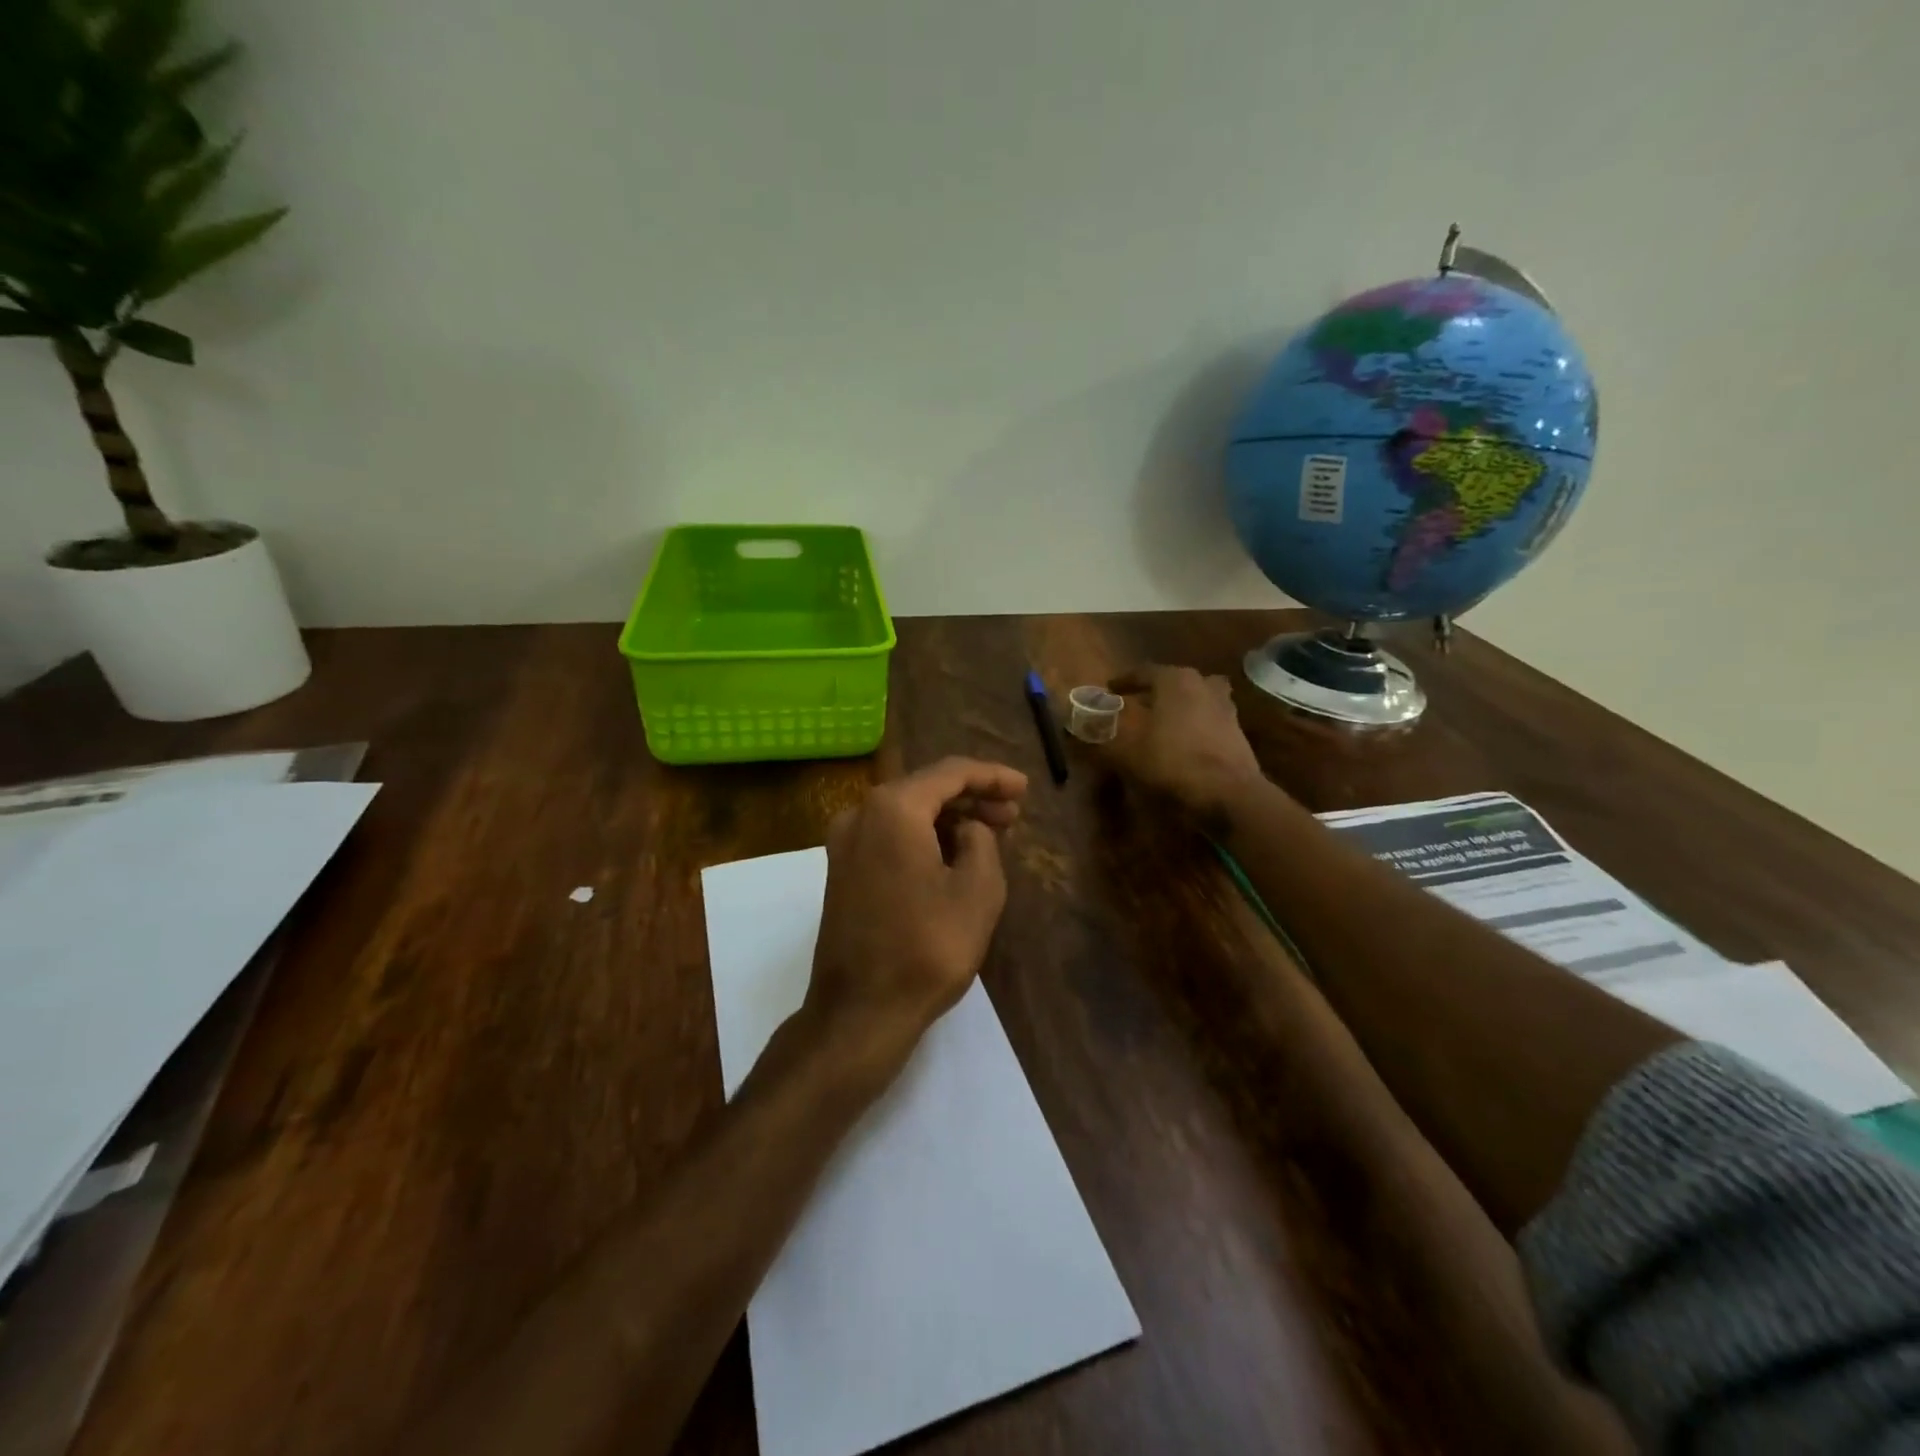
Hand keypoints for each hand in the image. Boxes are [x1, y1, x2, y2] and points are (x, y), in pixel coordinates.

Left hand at [804, 757, 1028, 1077]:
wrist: (860, 1011)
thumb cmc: (927, 948)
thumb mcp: (977, 890)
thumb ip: (981, 841)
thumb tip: (968, 828)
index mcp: (893, 808)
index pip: (951, 773)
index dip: (992, 776)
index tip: (1025, 788)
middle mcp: (861, 813)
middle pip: (925, 789)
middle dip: (972, 797)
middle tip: (1013, 813)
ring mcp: (845, 842)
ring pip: (906, 812)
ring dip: (948, 818)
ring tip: (991, 832)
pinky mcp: (841, 869)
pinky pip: (890, 835)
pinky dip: (923, 836)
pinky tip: (954, 852)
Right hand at [1102, 664, 1265, 822]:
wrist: (1228, 793)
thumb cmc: (1172, 762)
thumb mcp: (1127, 752)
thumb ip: (1102, 736)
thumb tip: (1077, 728)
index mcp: (1175, 680)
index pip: (1143, 671)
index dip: (1123, 681)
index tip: (1109, 689)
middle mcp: (1202, 684)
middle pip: (1172, 682)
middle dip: (1151, 691)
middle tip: (1134, 704)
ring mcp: (1225, 706)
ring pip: (1194, 698)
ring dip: (1176, 706)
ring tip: (1159, 722)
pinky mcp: (1236, 730)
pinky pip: (1207, 718)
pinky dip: (1193, 723)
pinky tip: (1181, 741)